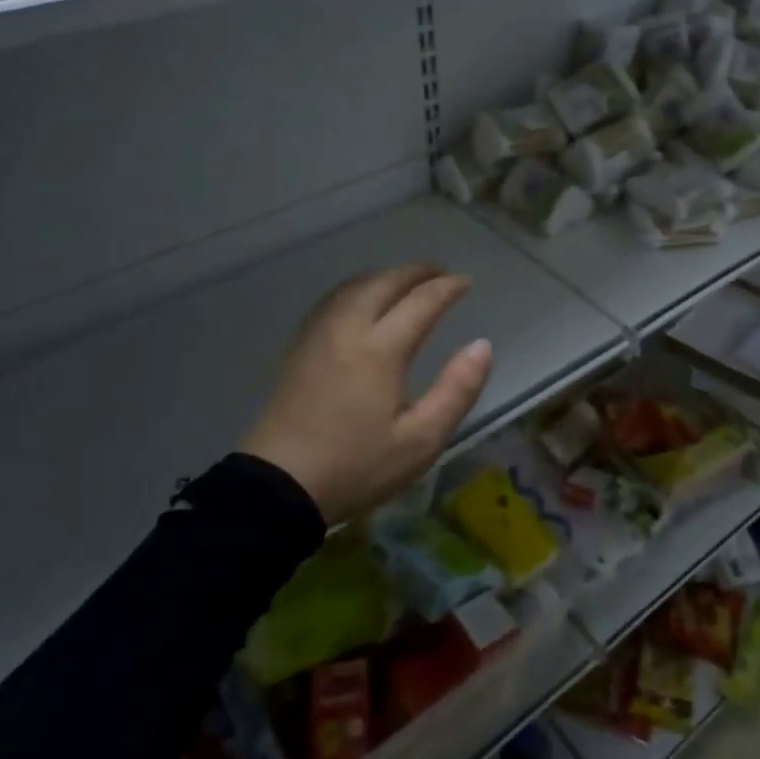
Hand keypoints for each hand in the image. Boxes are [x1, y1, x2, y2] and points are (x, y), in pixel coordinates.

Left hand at [243, 264, 493, 524]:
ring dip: (386, 276)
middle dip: (416, 271)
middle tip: (440, 272)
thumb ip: (457, 390)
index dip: (447, 288)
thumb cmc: (356, 466)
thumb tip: (482, 346)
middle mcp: (348, 329)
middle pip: (385, 283)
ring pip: (355, 286)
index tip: (466, 282)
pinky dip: (358, 288)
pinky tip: (363, 299)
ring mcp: (319, 335)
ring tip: (407, 281)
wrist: (277, 486)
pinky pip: (333, 299)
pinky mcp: (300, 347)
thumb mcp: (421, 440)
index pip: (421, 302)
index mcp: (380, 350)